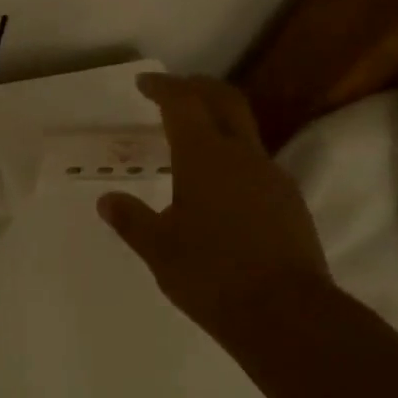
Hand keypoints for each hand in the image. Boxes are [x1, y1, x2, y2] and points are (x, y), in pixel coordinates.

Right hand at [98, 73, 328, 350]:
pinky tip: (220, 186)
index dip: (163, 87)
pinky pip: (256, 164)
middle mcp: (243, 156)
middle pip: (224, 101)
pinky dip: (234, 156)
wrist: (287, 314)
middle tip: (174, 88)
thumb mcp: (159, 250)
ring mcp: (272, 177)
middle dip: (197, 87)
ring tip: (193, 140)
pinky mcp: (290, 202)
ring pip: (244, 132)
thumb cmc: (212, 275)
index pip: (183, 103)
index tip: (145, 83)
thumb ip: (131, 220)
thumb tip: (107, 200)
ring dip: (218, 122)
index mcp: (205, 157)